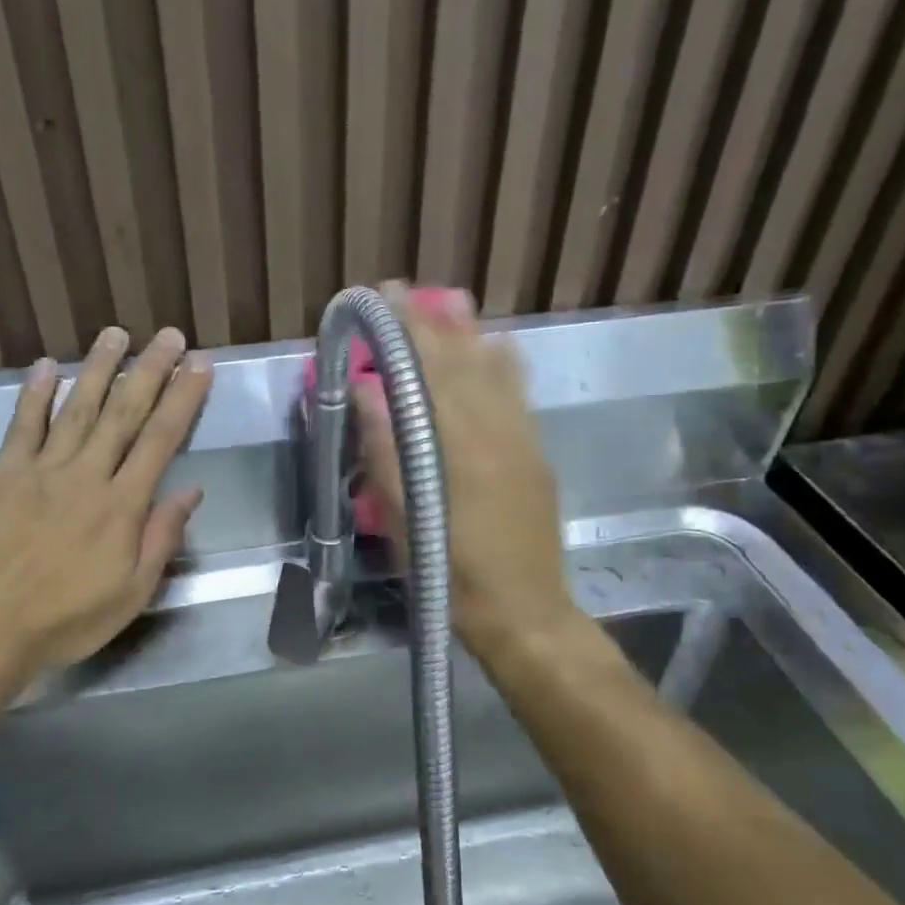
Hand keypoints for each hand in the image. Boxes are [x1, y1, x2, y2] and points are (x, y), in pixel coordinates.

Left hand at [0, 325, 211, 676]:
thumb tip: (190, 491)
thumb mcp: (132, 593)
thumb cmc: (67, 620)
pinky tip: (47, 365)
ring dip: (98, 368)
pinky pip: (22, 426)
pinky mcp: (1, 474)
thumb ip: (161, 538)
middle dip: (150, 371)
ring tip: (116, 334)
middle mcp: (86, 476)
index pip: (162, 440)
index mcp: (122, 506)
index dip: (184, 399)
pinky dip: (34, 394)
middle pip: (124, 413)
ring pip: (76, 409)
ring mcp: (41, 470)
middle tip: (168, 335)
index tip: (200, 365)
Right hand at [354, 283, 575, 659]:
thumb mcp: (407, 522)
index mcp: (459, 447)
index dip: (406, 331)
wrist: (524, 611)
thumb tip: (367, 391)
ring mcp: (523, 439)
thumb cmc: (452, 574)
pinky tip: (495, 346)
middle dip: (432, 322)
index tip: (383, 299)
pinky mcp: (537, 453)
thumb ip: (387, 453)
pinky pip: (520, 394)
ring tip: (449, 304)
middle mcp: (497, 431)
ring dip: (470, 333)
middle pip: (462, 362)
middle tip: (404, 293)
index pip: (429, 372)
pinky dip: (503, 363)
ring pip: (496, 371)